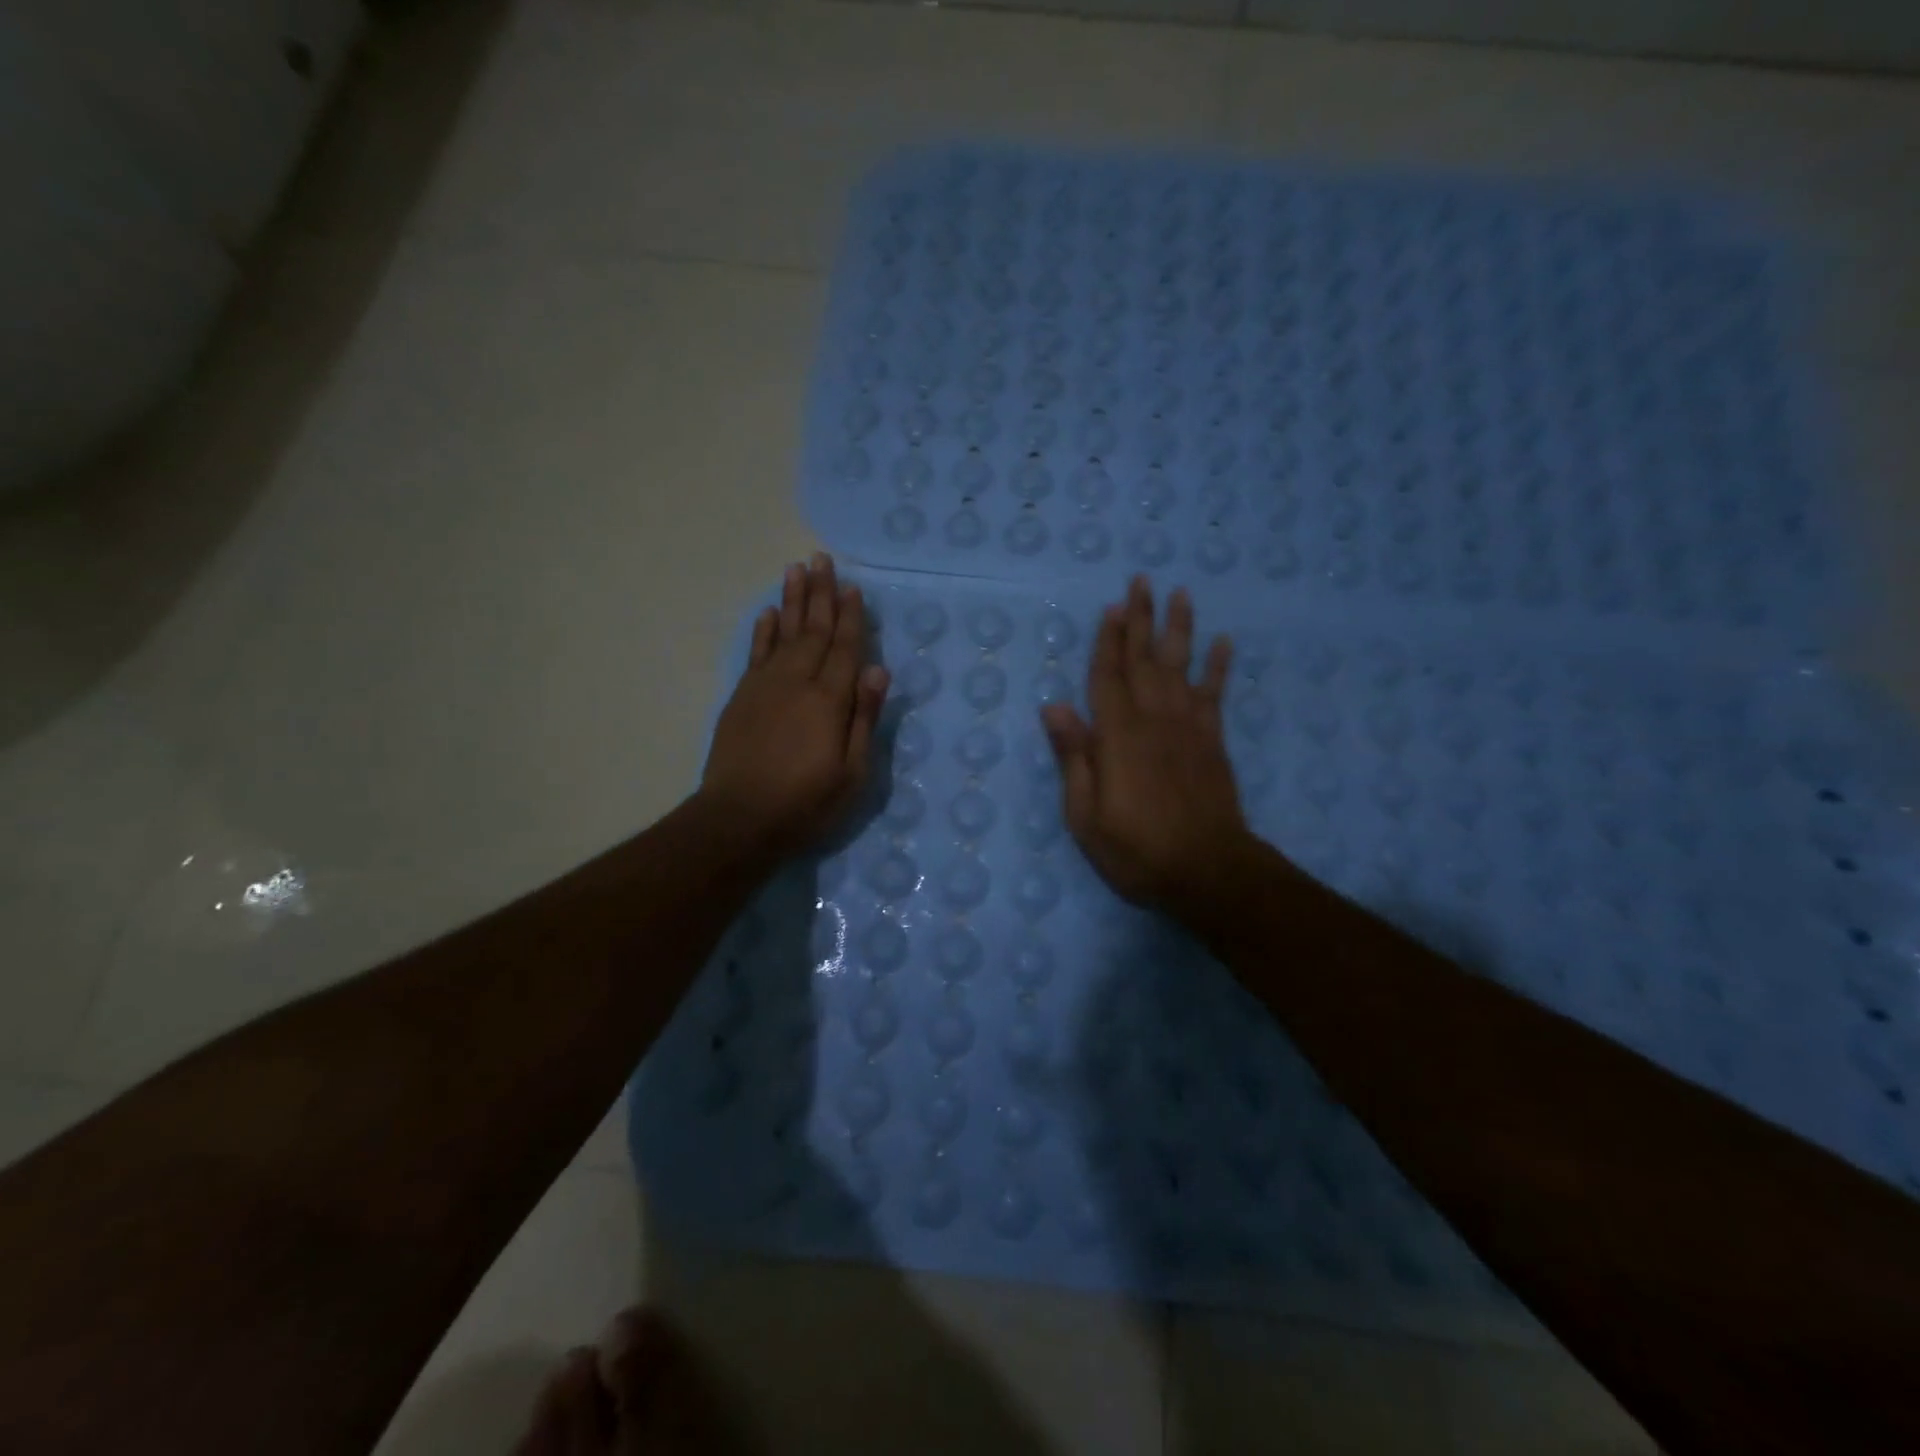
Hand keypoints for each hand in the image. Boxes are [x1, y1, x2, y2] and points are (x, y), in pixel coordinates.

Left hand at [700, 553, 888, 856]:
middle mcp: (797, 682)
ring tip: (796, 569)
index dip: (851, 617)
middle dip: (821, 594)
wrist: (738, 819)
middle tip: (823, 559)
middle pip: (813, 630)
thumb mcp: (852, 773)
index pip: (845, 648)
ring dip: (792, 601)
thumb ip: (864, 718)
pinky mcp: (742, 697)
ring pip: (784, 633)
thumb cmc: (805, 803)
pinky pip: (756, 653)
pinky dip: (764, 631)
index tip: (854, 587)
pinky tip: (769, 613)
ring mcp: (765, 686)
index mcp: (829, 700)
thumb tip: (878, 670)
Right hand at [1041, 577, 1258, 923]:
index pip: (1108, 677)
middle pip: (1144, 661)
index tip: (1111, 607)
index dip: (1107, 641)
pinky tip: (1223, 643)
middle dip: (1141, 620)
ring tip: (1180, 595)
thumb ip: (1073, 757)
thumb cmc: (1136, 849)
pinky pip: (1215, 695)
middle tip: (1142, 582)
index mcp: (1117, 736)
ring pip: (1181, 667)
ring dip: (1179, 629)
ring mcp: (1188, 728)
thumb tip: (1054, 707)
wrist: (1207, 871)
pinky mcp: (1213, 742)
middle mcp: (1153, 720)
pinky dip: (1219, 667)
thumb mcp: (1085, 815)